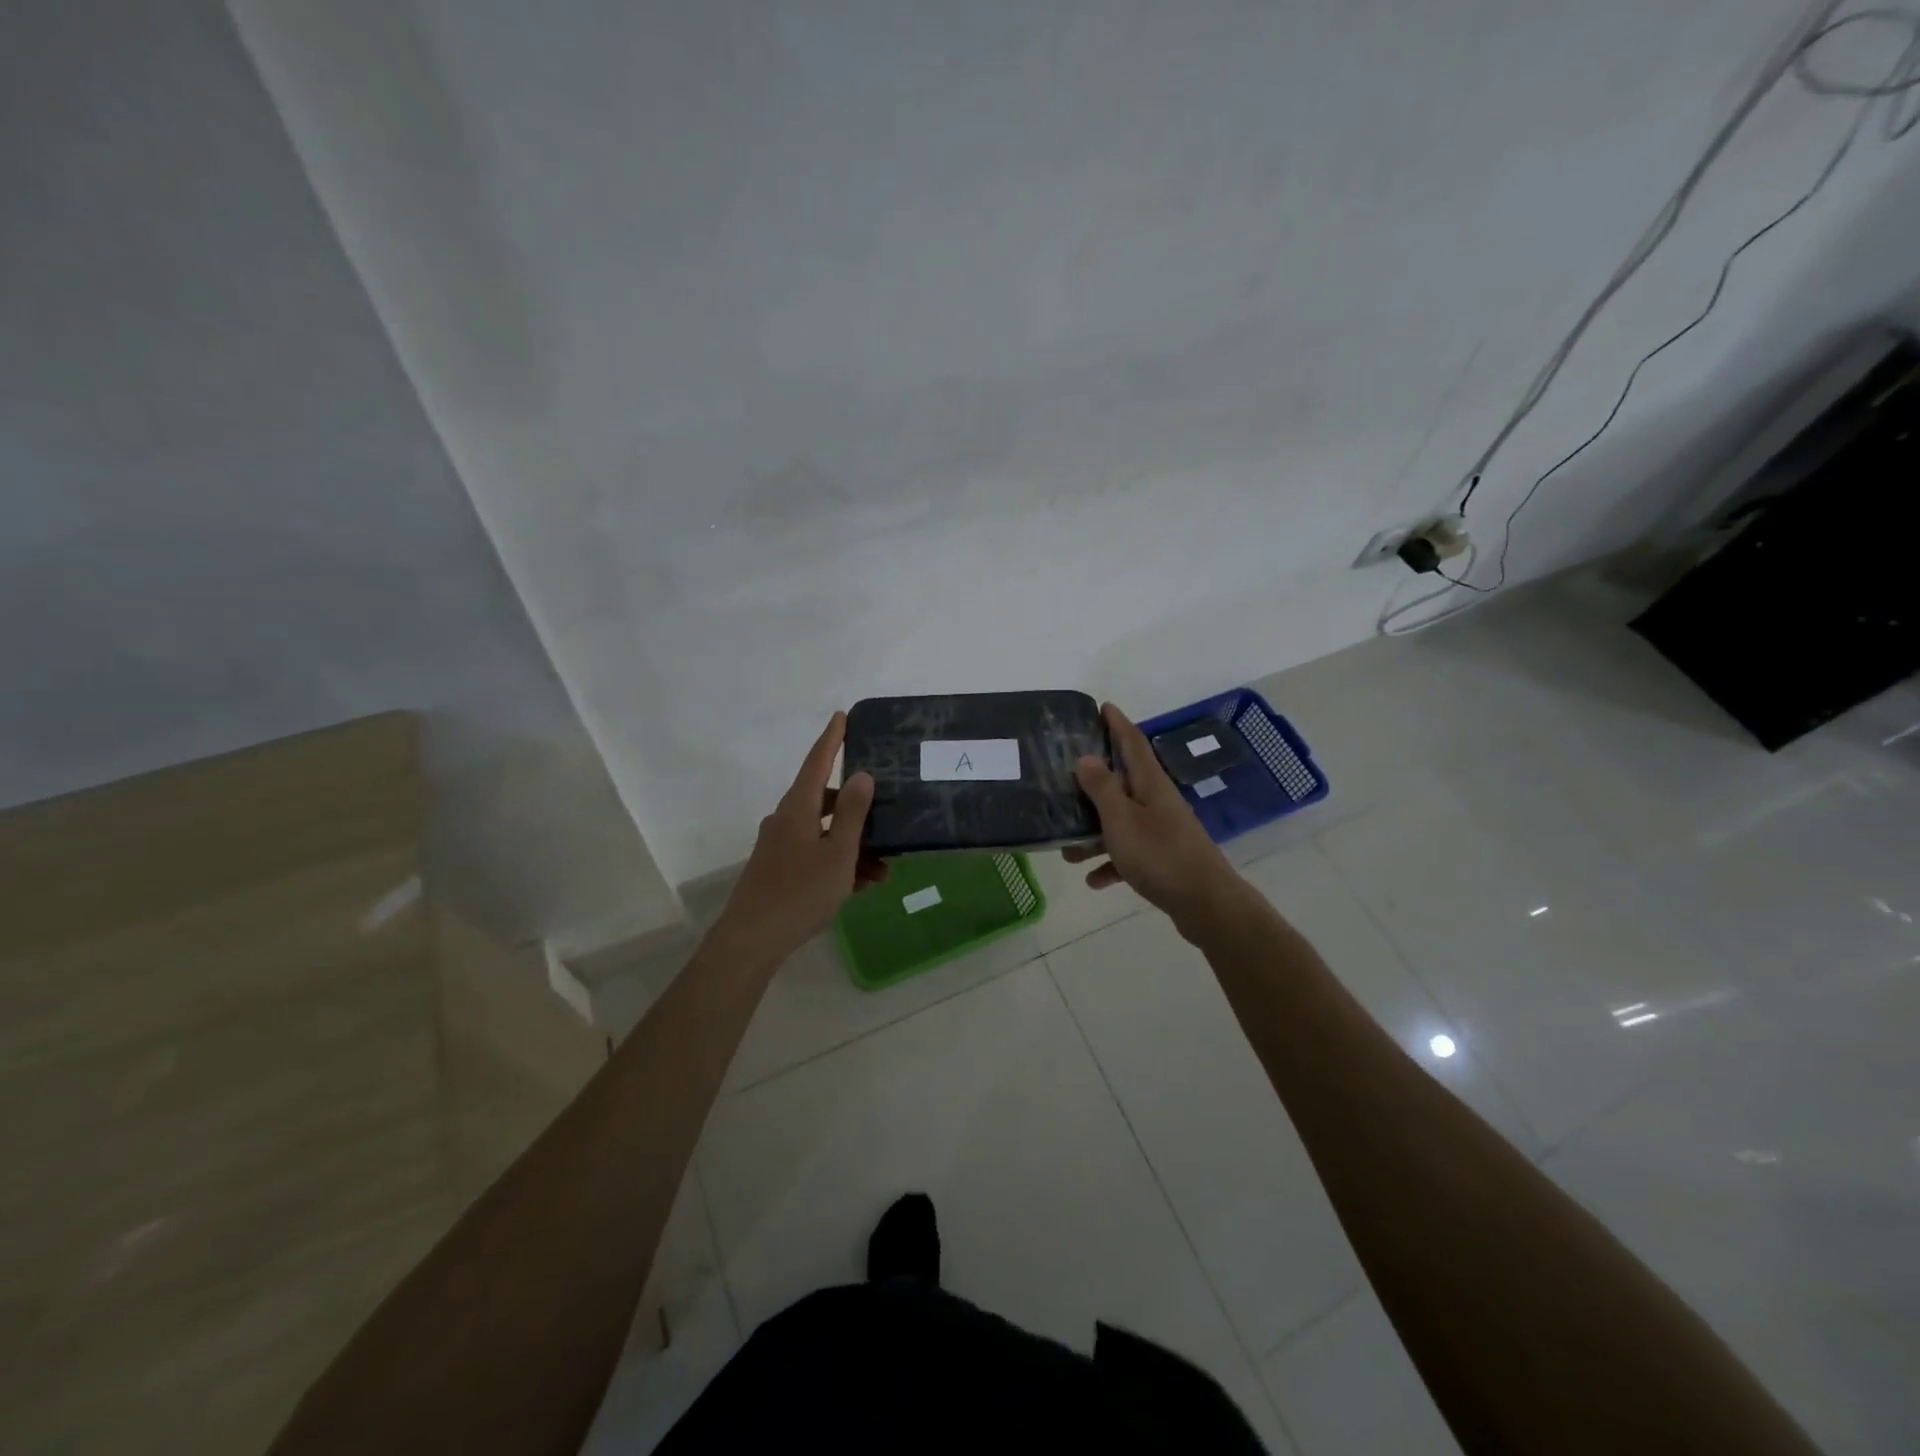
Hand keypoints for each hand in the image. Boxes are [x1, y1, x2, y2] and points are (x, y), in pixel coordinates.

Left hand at [714, 712, 887, 963]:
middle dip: (856, 810)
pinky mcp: (778, 870)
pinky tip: (860, 885)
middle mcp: (785, 821)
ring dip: (853, 846)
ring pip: (823, 834)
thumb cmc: (800, 893)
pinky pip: (815, 855)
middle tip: (885, 816)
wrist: (752, 940)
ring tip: (882, 870)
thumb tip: (861, 775)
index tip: (841, 716)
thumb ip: (851, 813)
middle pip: (824, 801)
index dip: (831, 739)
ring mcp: (779, 847)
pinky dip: (838, 863)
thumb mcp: (837, 854)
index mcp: (797, 809)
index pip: (817, 762)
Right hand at [1066, 702, 1248, 934]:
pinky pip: (1129, 853)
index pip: (1132, 742)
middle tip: (1066, 777)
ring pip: (1121, 822)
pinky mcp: (1163, 858)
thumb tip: (1086, 757)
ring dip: (1094, 833)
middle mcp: (1158, 801)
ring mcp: (1162, 830)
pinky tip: (1093, 880)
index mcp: (1150, 784)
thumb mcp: (1121, 820)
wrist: (1205, 903)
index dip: (1117, 723)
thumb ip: (1102, 788)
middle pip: (1123, 782)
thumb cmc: (1160, 855)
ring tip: (1067, 850)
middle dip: (1094, 782)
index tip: (1103, 706)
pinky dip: (1111, 862)